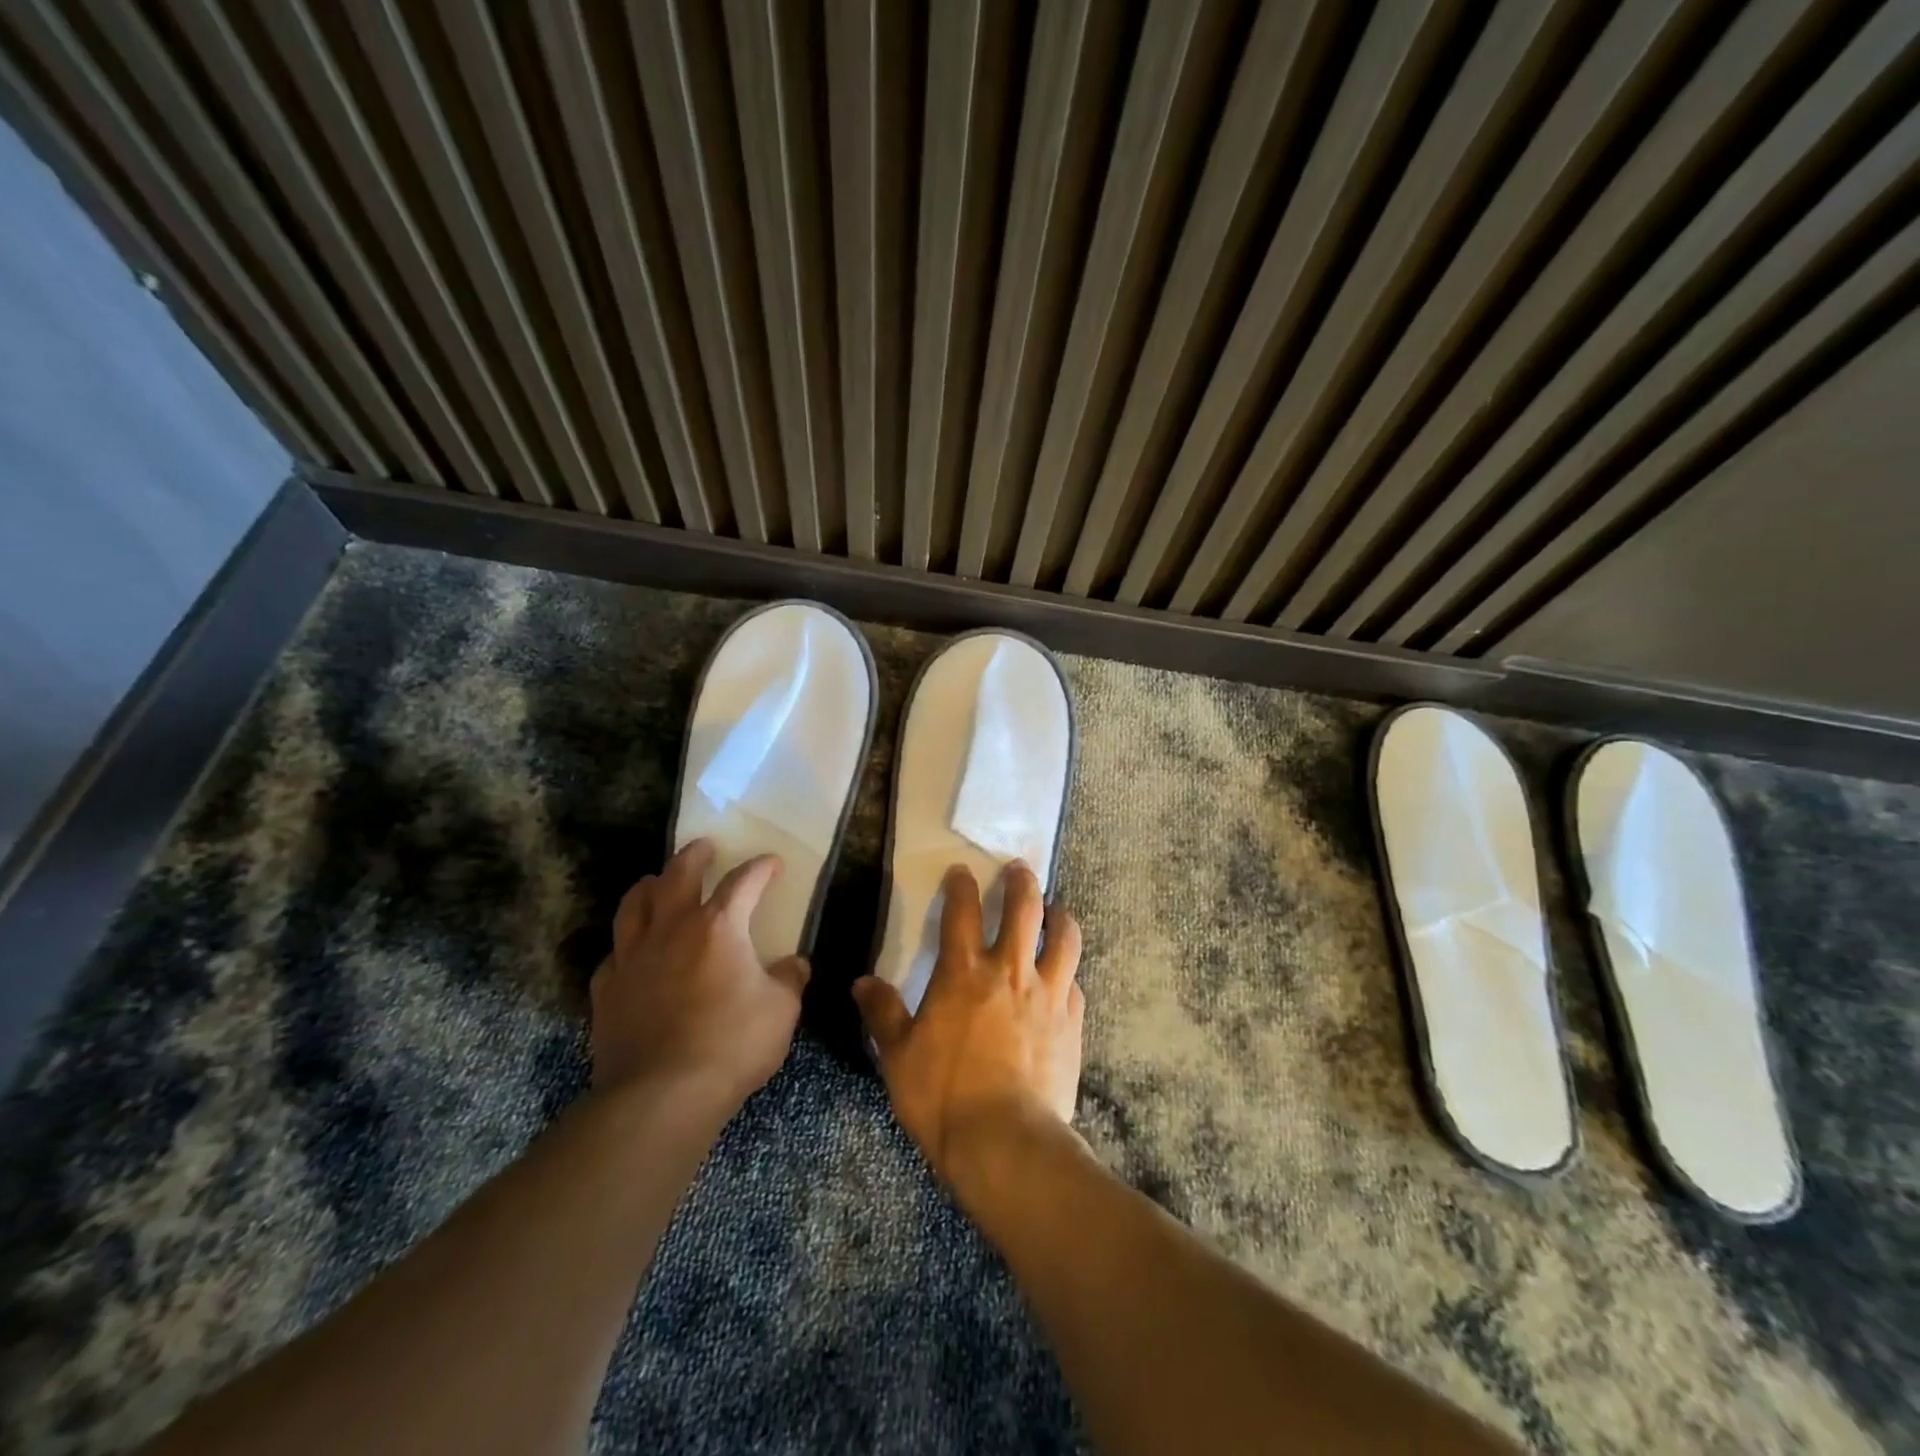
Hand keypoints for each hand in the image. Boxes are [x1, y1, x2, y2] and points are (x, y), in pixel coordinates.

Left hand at [592, 839, 809, 1105]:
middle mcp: (672, 929)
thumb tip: (794, 965)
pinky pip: (615, 952)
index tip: (773, 863)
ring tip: (657, 881)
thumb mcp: (781, 1011)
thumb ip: (789, 980)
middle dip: (695, 856)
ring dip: (650, 885)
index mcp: (719, 927)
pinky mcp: (607, 988)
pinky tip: (633, 950)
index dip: (761, 867)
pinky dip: (627, 942)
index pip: (743, 881)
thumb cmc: (732, 1045)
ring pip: (634, 904)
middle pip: (678, 875)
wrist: (660, 1096)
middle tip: (704, 847)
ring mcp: (632, 957)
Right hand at [852, 862, 1083, 1184]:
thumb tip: (861, 983)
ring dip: (1059, 917)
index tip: (962, 871)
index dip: (961, 885)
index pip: (962, 911)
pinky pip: (1075, 983)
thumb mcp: (899, 1056)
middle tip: (1019, 869)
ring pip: (1064, 937)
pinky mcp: (1072, 1022)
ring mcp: (1047, 994)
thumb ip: (883, 1014)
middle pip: (1024, 908)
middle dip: (1021, 882)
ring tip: (1055, 910)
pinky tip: (1064, 978)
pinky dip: (1068, 973)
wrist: (1006, 1141)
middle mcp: (1009, 971)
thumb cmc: (943, 1096)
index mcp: (963, 973)